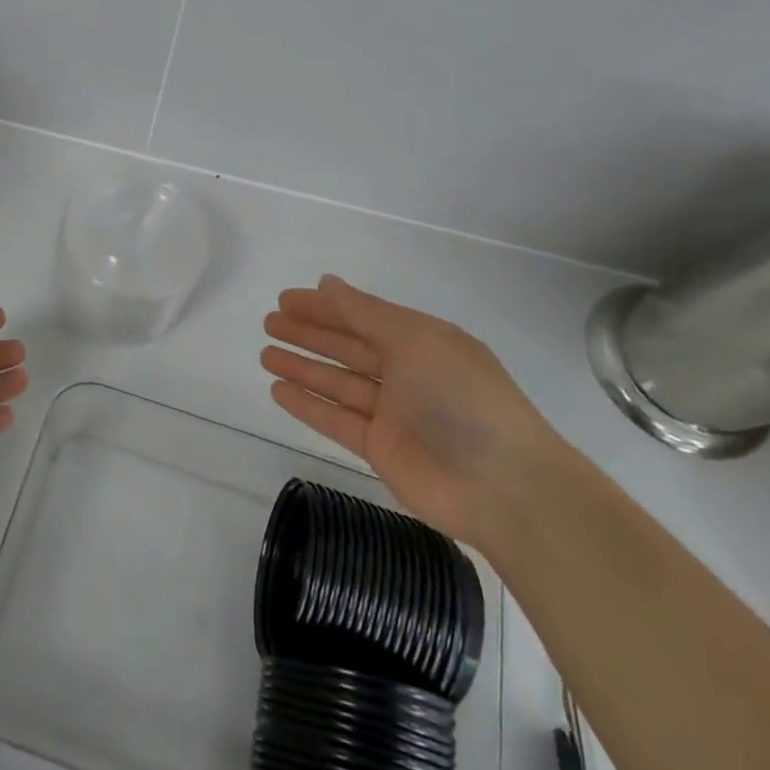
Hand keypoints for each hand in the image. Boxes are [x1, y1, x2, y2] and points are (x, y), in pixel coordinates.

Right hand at [260, 275, 559, 548]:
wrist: (504, 487)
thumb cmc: (461, 398)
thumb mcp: (415, 340)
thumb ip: (365, 313)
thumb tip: (328, 282)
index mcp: (423, 341)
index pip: (363, 316)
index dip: (324, 307)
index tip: (285, 299)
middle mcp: (407, 373)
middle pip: (348, 348)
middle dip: (309, 334)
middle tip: (269, 323)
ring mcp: (393, 413)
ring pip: (338, 383)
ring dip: (302, 367)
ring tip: (264, 354)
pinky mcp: (381, 449)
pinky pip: (336, 419)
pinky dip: (307, 404)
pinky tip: (278, 390)